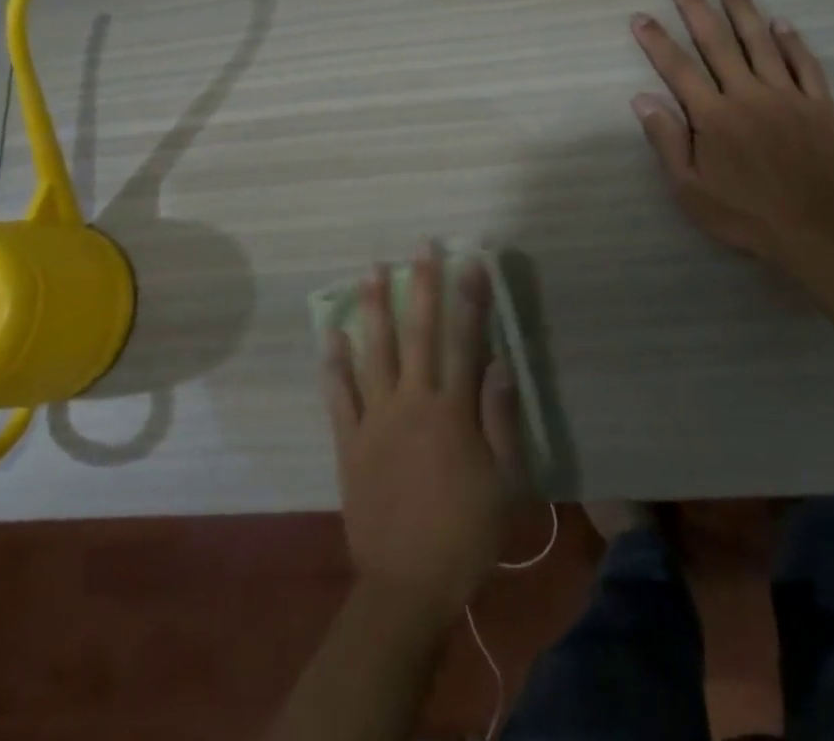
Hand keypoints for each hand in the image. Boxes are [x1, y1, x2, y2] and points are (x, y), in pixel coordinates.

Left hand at [323, 252, 521, 626]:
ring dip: (374, 308)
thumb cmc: (465, 533)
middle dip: (422, 285)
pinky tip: (330, 332)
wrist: (407, 586)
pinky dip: (334, 362)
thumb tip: (499, 361)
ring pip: (375, 352)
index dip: (469, 298)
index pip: (465, 341)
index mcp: (452, 411)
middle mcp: (412, 402)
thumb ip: (500, 419)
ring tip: (370, 271)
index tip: (470, 260)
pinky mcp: (349, 441)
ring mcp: (376, 419)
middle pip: (419, 333)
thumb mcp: (503, 482)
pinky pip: (339, 394)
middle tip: (420, 246)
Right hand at [631, 0, 833, 259]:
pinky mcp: (819, 105)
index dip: (657, 40)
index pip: (678, 68)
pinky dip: (792, 41)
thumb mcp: (690, 189)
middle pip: (717, 43)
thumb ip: (667, 140)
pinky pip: (804, 64)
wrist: (818, 231)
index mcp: (713, 115)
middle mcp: (747, 94)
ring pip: (761, 43)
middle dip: (696, 10)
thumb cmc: (746, 214)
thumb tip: (642, 98)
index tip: (640, 16)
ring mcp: (787, 96)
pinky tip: (781, 22)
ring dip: (743, 11)